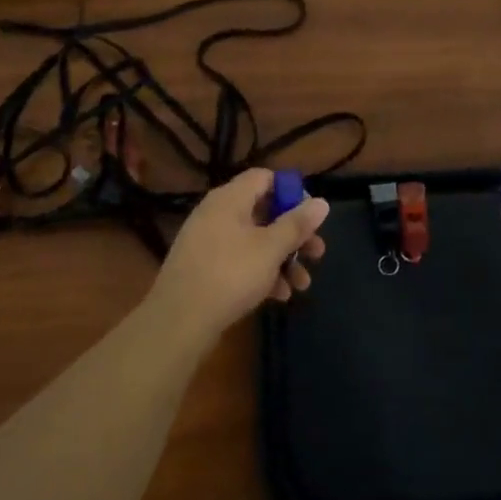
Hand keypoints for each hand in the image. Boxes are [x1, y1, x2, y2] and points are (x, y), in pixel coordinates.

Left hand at [143, 168, 329, 338]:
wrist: (178, 321)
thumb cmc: (230, 274)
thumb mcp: (270, 248)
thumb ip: (297, 224)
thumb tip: (322, 202)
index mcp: (229, 199)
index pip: (264, 178)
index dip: (291, 191)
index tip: (311, 215)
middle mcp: (216, 214)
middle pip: (264, 212)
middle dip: (294, 234)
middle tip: (317, 253)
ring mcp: (208, 242)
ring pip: (255, 241)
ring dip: (282, 259)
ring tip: (303, 285)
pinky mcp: (204, 268)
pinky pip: (240, 261)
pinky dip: (262, 273)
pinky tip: (279, 296)